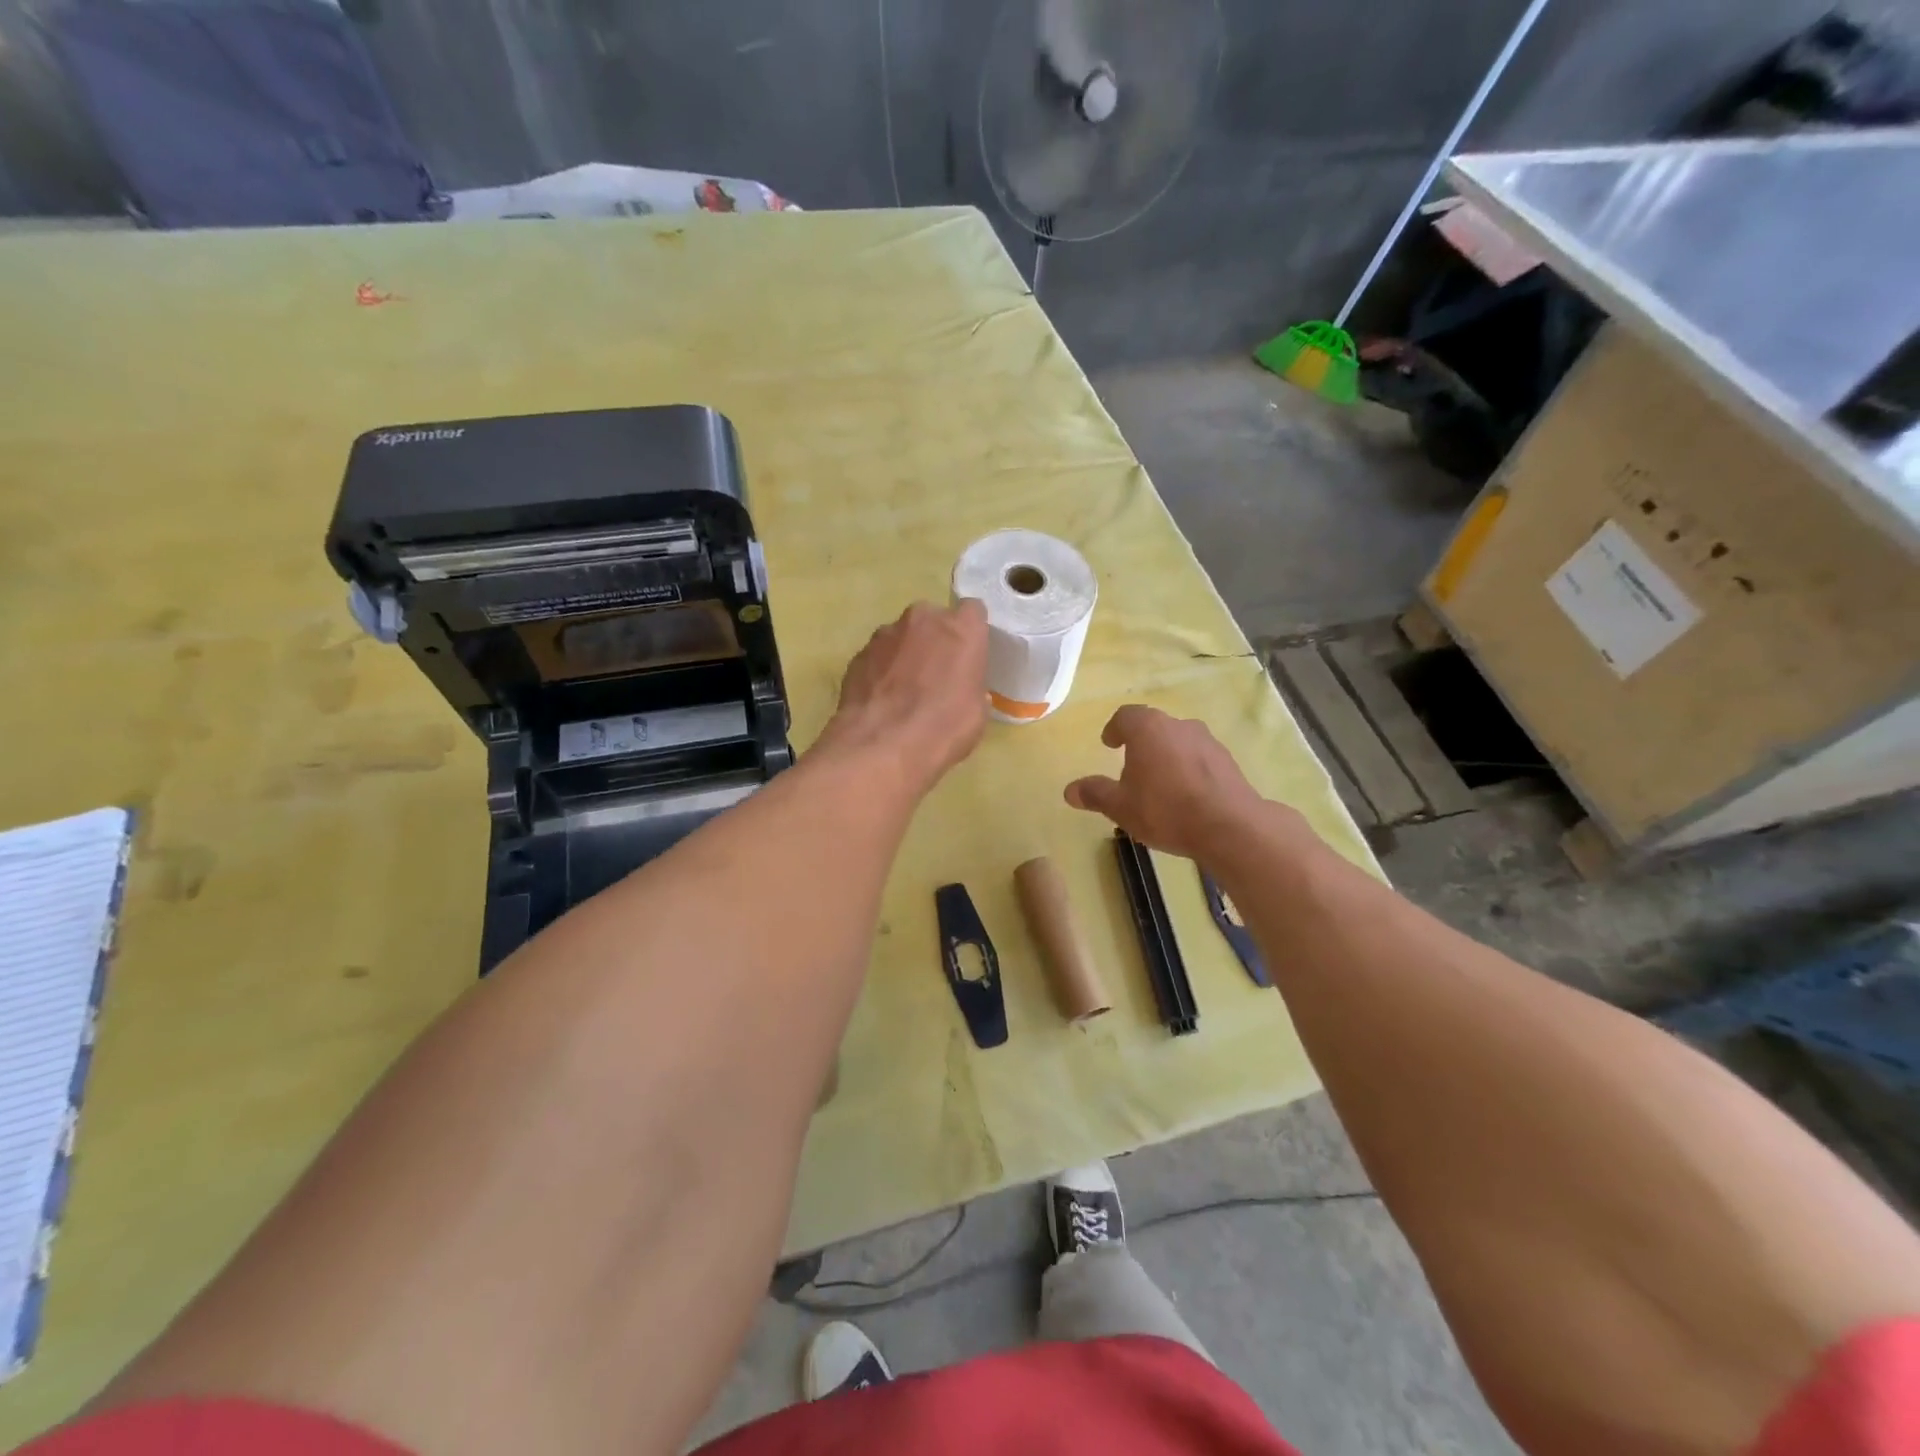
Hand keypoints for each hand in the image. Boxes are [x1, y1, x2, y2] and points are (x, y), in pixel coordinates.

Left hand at [816, 599, 988, 797]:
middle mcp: (922, 620)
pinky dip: (881, 671)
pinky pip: (877, 657)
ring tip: (903, 692)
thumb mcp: (977, 712)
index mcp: (961, 629)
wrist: (882, 746)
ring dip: (905, 655)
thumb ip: (970, 686)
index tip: (968, 655)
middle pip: (932, 620)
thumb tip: (960, 689)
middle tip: (936, 675)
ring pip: (901, 637)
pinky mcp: (858, 654)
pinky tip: (882, 701)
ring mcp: (885, 634)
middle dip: (934, 640)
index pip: (972, 611)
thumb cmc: (944, 728)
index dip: (970, 633)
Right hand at [1065, 705, 1271, 859]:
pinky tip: (1186, 796)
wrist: (1230, 827)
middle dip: (1141, 744)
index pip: (1125, 716)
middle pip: (1154, 727)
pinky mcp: (1228, 761)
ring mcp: (1208, 741)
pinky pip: (1199, 758)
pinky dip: (1188, 769)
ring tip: (1159, 784)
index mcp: (1148, 729)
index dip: (1114, 729)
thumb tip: (1069, 790)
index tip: (1109, 744)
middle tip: (1131, 766)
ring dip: (1166, 756)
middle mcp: (1179, 726)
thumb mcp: (1120, 807)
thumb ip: (1095, 794)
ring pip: (1178, 742)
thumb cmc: (1165, 809)